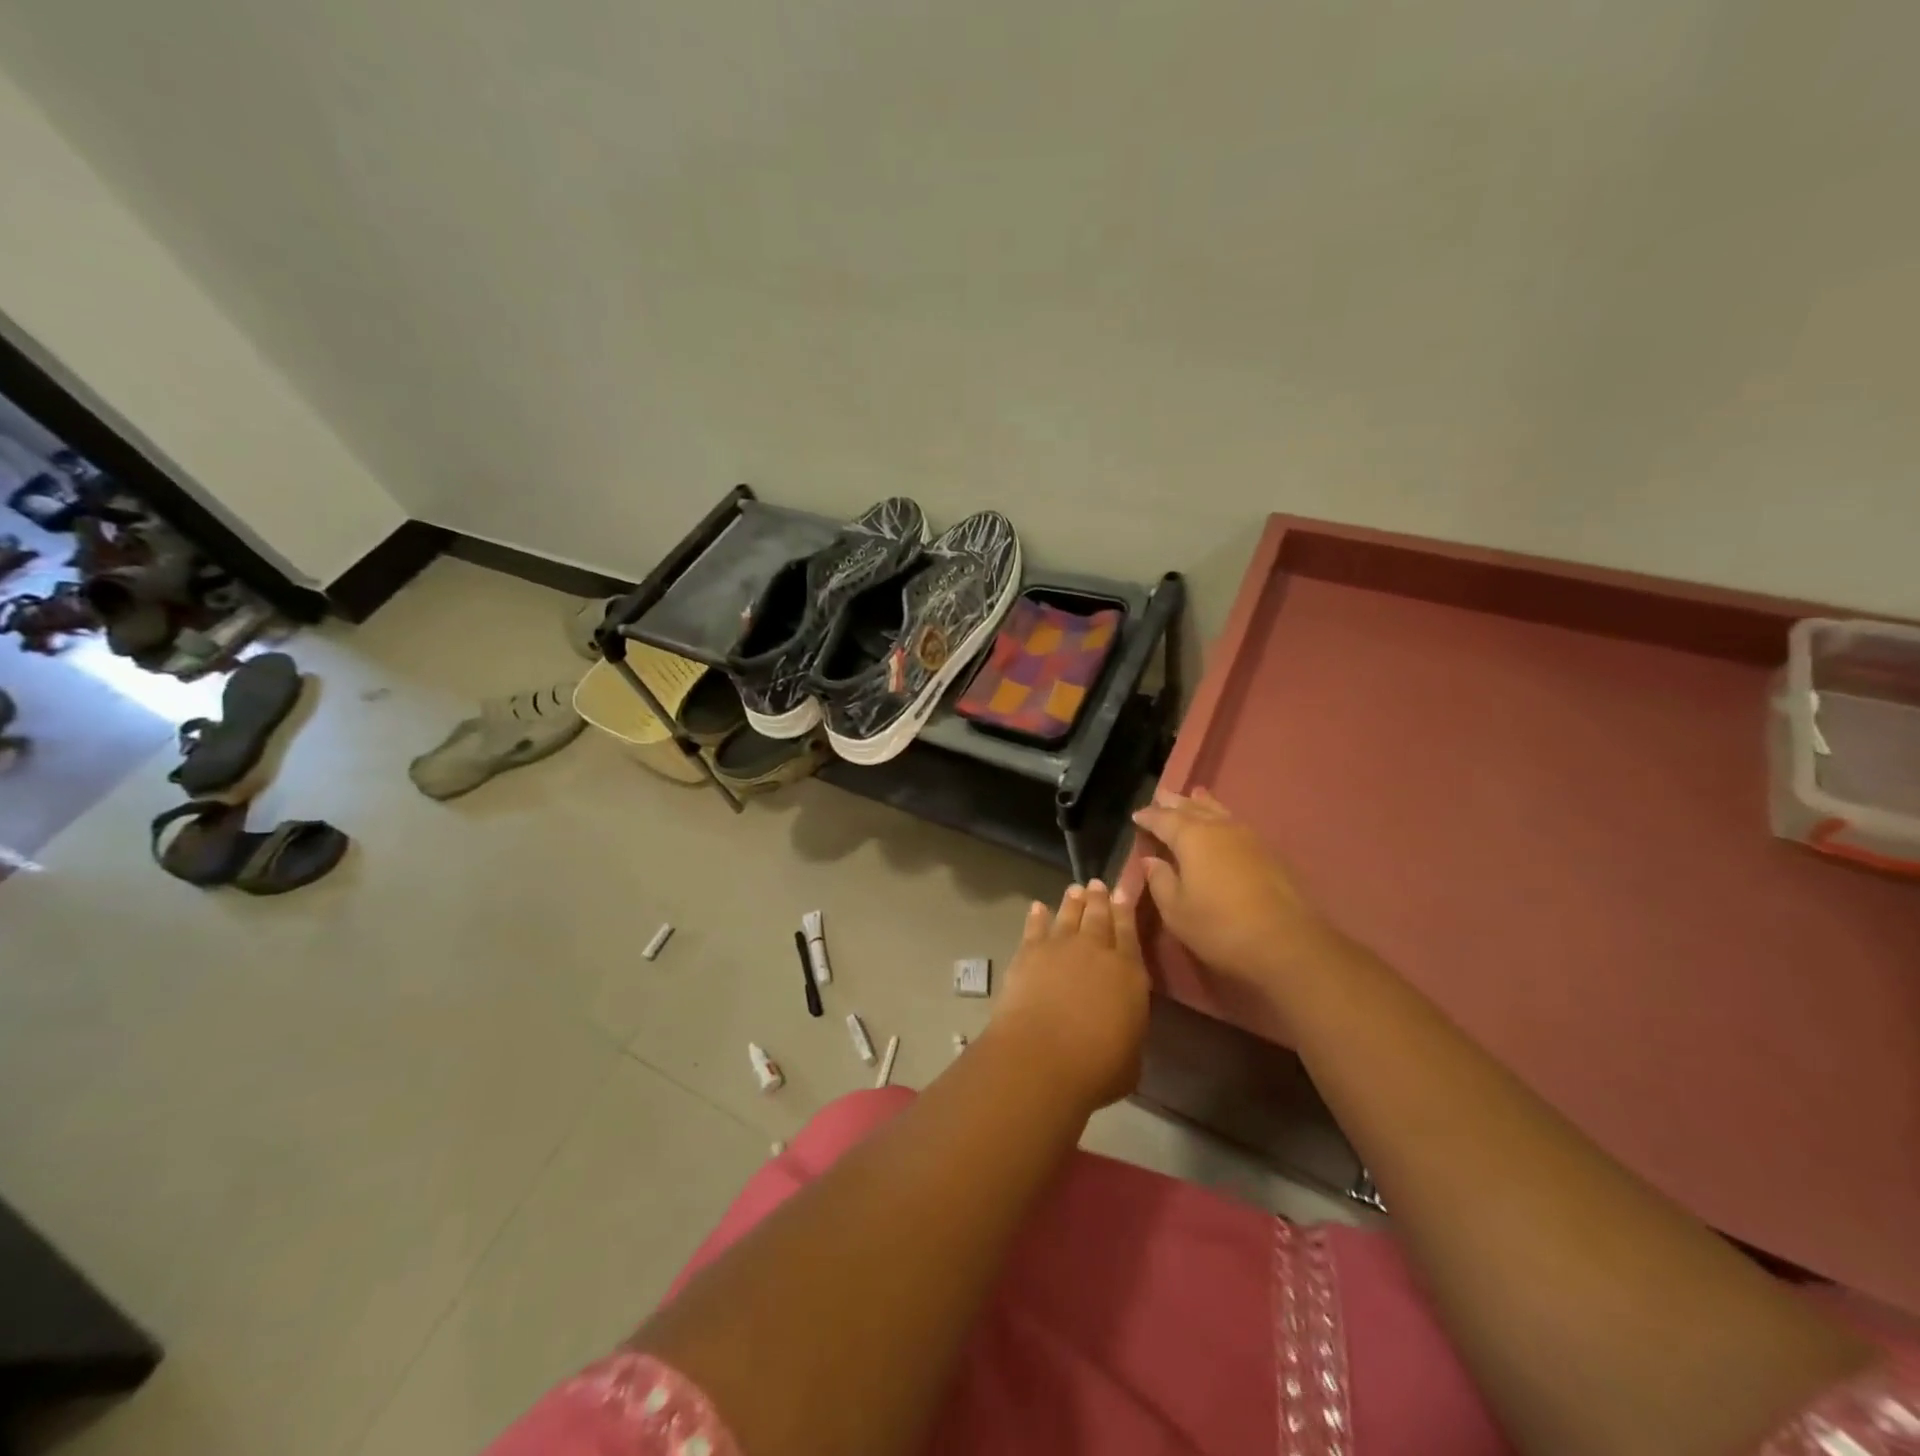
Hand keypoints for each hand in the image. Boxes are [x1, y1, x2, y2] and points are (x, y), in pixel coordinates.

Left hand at [990, 881, 1148, 1113]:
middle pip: (1099, 916)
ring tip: (1075, 890)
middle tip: (1098, 884)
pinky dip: (1037, 916)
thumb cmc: (1097, 1067)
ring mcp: (1060, 947)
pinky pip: (1035, 927)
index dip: (1126, 911)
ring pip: (1069, 915)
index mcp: (1130, 973)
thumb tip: (1120, 1026)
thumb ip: (1128, 1031)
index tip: (1123, 893)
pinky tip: (1038, 908)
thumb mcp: (1131, 1057)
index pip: (1129, 933)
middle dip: (1100, 899)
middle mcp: (1097, 951)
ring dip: (1073, 902)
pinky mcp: (1029, 953)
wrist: (1042, 1057)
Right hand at [1131, 788, 1342, 985]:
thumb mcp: (1176, 910)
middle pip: (1192, 808)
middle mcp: (1219, 829)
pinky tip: (1224, 825)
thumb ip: (1160, 881)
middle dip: (1174, 802)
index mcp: (1191, 837)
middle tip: (1161, 795)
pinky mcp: (1269, 853)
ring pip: (1219, 812)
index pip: (1163, 819)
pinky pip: (1236, 824)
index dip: (1148, 816)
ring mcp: (1249, 838)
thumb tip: (1152, 860)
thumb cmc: (1220, 927)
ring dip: (1202, 805)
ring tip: (1194, 796)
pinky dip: (1223, 818)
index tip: (1136, 815)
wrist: (1287, 943)